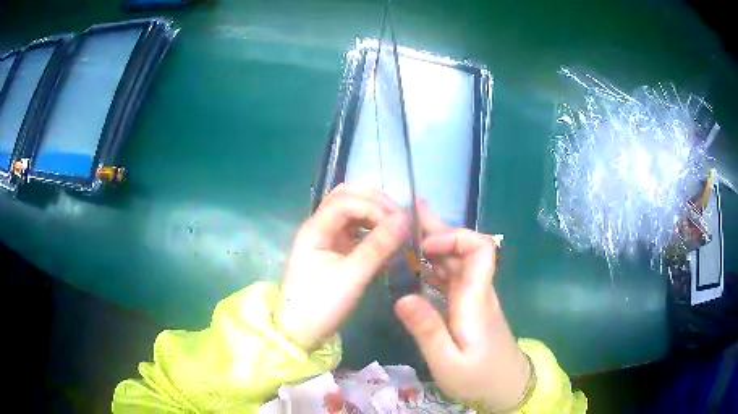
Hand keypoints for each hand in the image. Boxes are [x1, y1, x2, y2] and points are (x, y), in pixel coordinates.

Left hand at [276, 184, 408, 349]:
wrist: (299, 332)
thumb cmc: (320, 306)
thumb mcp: (351, 277)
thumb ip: (377, 247)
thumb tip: (404, 220)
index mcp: (315, 229)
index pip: (346, 201)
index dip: (374, 207)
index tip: (399, 224)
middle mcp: (319, 226)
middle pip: (346, 197)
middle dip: (375, 202)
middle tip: (400, 217)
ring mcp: (326, 238)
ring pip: (351, 212)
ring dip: (374, 213)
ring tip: (396, 227)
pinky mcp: (334, 250)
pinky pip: (355, 230)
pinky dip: (371, 230)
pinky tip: (386, 240)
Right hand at [394, 203, 530, 411]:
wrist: (507, 388)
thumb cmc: (479, 378)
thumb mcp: (447, 362)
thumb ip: (427, 330)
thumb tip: (402, 298)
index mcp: (475, 300)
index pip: (479, 249)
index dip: (454, 237)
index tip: (425, 246)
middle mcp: (478, 291)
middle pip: (465, 249)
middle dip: (437, 230)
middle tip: (409, 213)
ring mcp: (476, 298)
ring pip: (458, 262)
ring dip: (434, 246)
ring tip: (407, 234)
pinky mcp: (472, 307)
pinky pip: (454, 278)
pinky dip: (436, 267)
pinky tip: (418, 268)